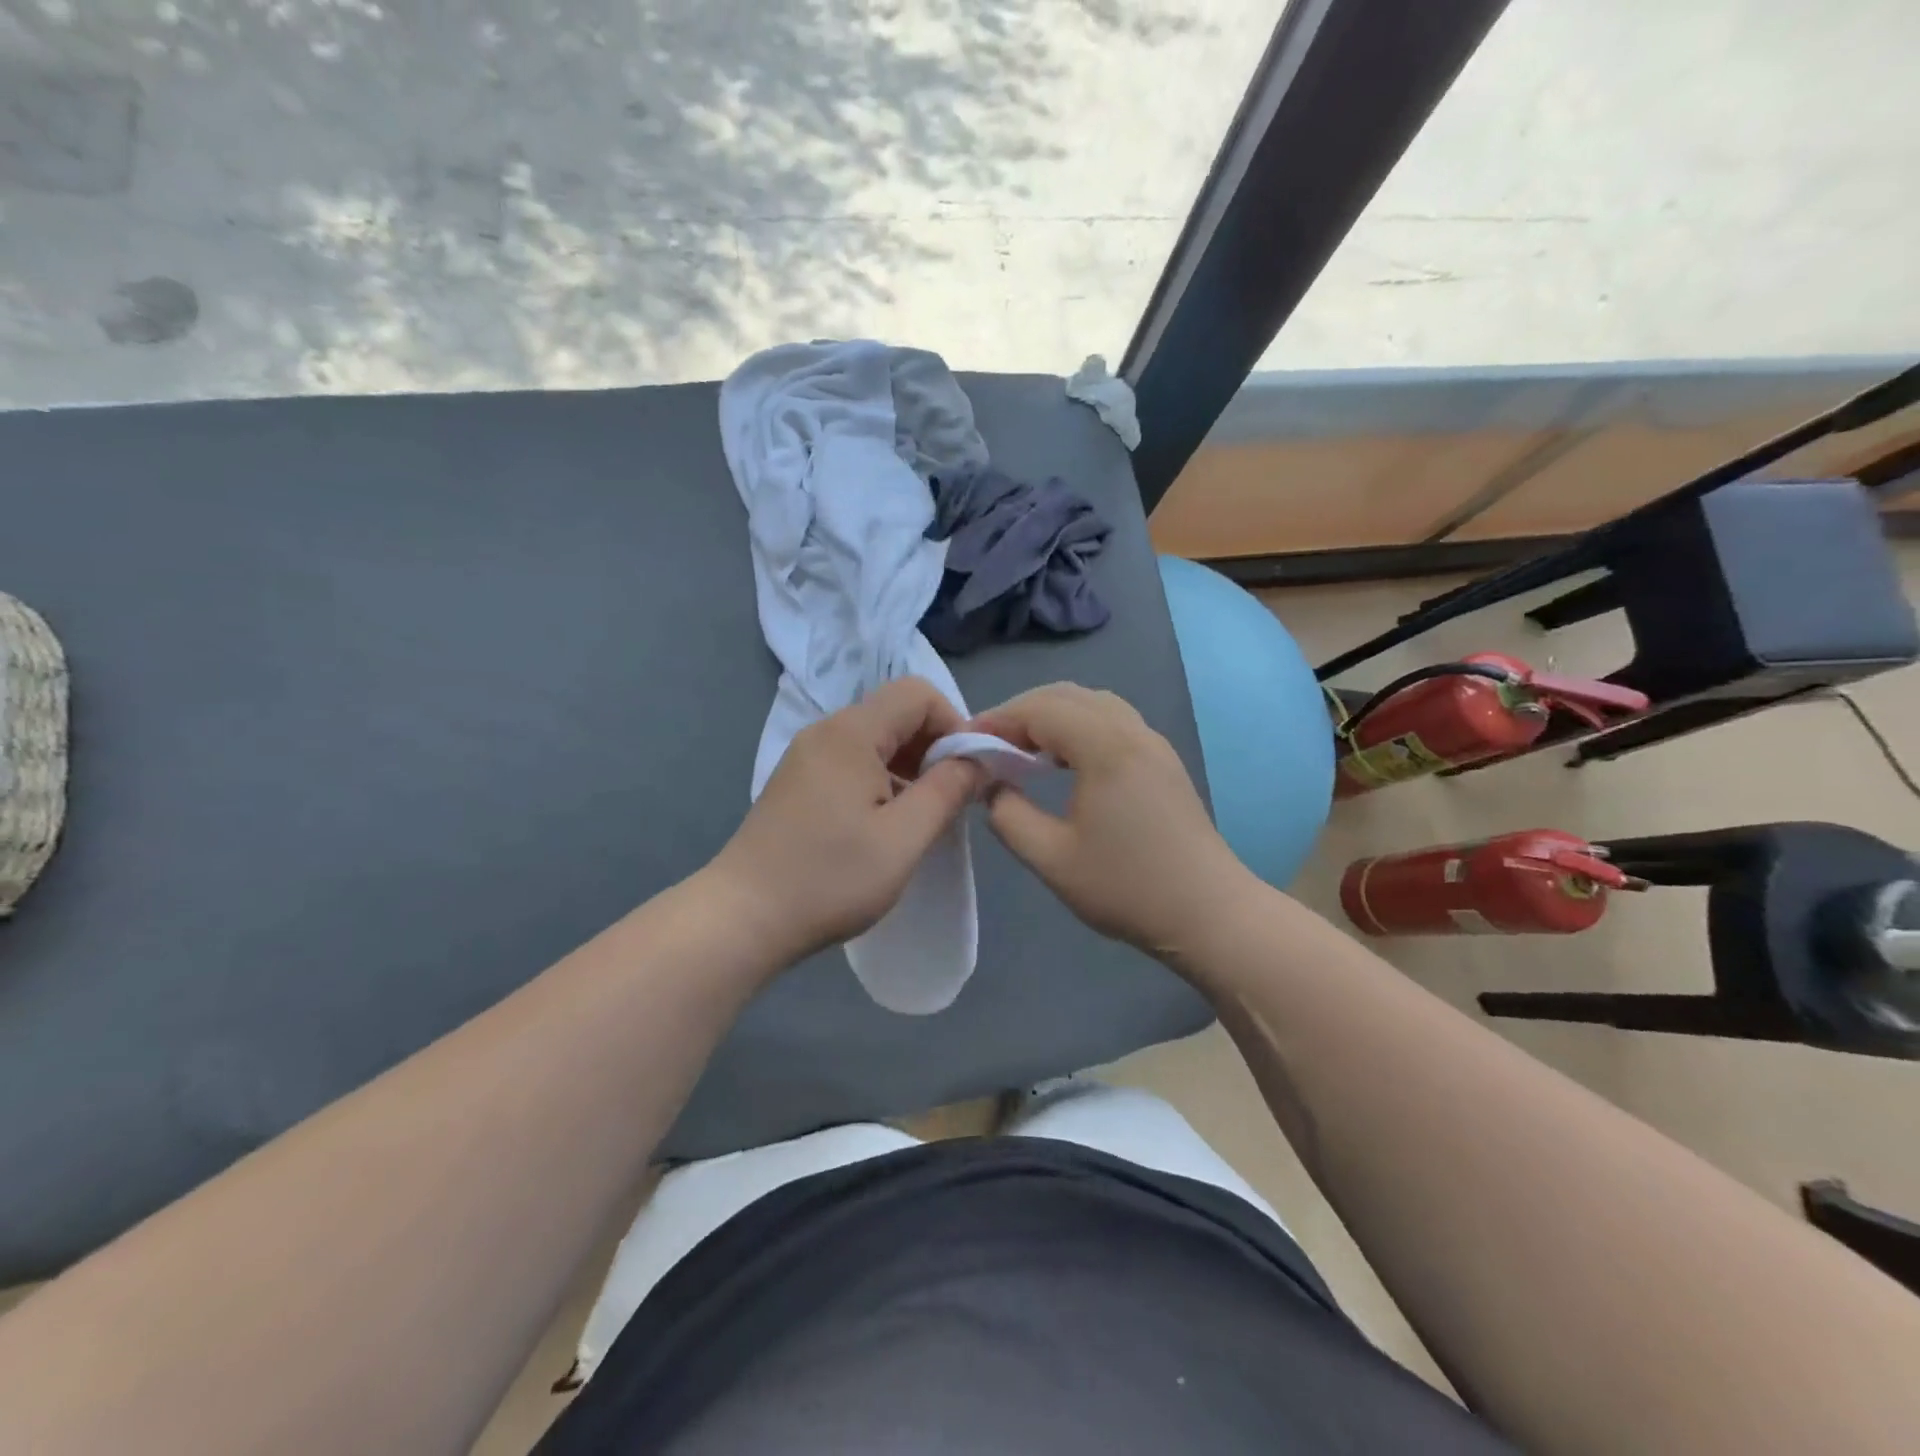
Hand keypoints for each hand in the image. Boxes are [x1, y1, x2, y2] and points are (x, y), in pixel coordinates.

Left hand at [710, 677, 983, 966]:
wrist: (743, 916)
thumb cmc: (830, 877)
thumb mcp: (904, 839)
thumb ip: (948, 791)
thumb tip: (978, 760)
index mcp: (851, 733)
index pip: (919, 694)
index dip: (954, 724)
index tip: (967, 773)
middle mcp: (826, 731)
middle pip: (896, 713)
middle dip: (934, 747)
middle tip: (949, 799)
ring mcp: (806, 756)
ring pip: (875, 739)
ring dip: (909, 766)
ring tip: (920, 817)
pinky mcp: (797, 781)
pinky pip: (853, 761)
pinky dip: (881, 779)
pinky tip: (884, 824)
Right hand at [970, 683, 1258, 961]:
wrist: (1208, 913)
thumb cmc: (1127, 888)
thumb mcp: (1052, 858)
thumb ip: (1008, 815)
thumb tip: (992, 786)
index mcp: (1105, 747)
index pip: (1040, 709)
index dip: (998, 720)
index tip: (966, 744)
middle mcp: (1132, 731)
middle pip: (1066, 695)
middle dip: (1021, 712)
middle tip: (990, 745)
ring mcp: (1153, 743)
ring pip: (1092, 703)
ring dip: (1051, 716)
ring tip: (1022, 750)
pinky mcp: (1163, 760)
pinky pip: (1112, 720)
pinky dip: (1077, 726)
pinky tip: (1063, 761)